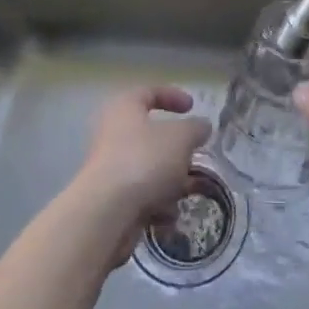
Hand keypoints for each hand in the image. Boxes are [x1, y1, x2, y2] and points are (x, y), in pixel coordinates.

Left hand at [70, 86, 211, 262]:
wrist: (107, 212)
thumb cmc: (145, 160)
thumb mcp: (182, 137)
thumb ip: (196, 128)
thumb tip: (201, 126)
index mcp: (125, 108)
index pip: (149, 92)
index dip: (173, 96)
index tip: (192, 107)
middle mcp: (113, 133)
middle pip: (152, 136)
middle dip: (178, 151)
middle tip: (194, 158)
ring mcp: (110, 167)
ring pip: (151, 168)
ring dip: (171, 182)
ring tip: (184, 194)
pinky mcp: (111, 198)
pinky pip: (142, 195)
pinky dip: (157, 205)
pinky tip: (166, 216)